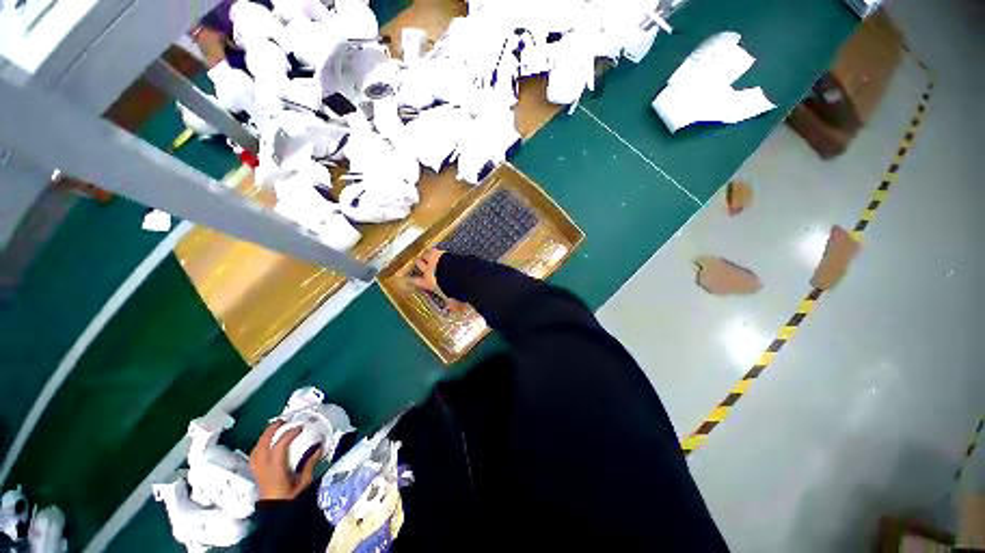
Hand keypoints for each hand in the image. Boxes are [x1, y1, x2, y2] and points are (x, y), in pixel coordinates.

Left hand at [249, 421, 320, 500]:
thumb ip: (310, 464)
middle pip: (263, 444)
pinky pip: (254, 453)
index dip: (290, 433)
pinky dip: (261, 444)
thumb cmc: (290, 499)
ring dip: (266, 435)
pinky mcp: (256, 472)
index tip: (301, 426)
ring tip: (275, 427)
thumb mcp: (304, 483)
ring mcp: (257, 470)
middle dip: (273, 429)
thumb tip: (318, 446)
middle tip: (285, 420)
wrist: (275, 515)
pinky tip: (266, 442)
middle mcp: (263, 467)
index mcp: (275, 469)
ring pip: (257, 447)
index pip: (279, 445)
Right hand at [408, 250, 466, 311]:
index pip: (418, 282)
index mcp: (429, 283)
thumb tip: (452, 310)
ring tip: (425, 253)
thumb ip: (452, 304)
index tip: (409, 279)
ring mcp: (433, 260)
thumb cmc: (451, 288)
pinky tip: (435, 247)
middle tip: (417, 261)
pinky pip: (435, 249)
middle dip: (419, 263)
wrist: (454, 274)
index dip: (413, 280)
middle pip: (420, 265)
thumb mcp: (452, 299)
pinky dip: (435, 249)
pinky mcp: (440, 252)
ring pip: (426, 255)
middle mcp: (429, 271)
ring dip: (426, 255)